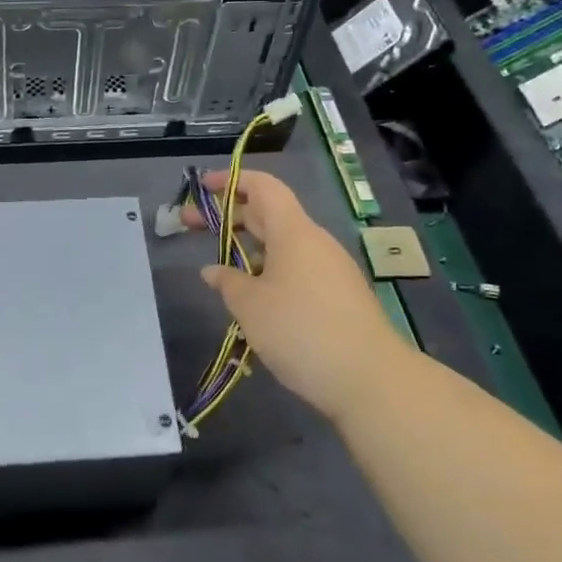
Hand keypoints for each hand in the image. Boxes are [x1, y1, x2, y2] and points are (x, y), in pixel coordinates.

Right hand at [186, 169, 404, 426]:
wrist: (371, 380)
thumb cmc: (301, 330)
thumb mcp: (251, 307)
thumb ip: (228, 283)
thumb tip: (213, 271)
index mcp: (293, 232)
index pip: (262, 187)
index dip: (231, 181)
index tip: (202, 186)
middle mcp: (314, 242)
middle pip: (268, 215)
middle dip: (229, 217)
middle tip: (190, 225)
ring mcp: (330, 270)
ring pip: (282, 246)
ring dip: (248, 249)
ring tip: (219, 270)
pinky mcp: (339, 297)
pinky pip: (296, 271)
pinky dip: (269, 273)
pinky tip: (254, 302)